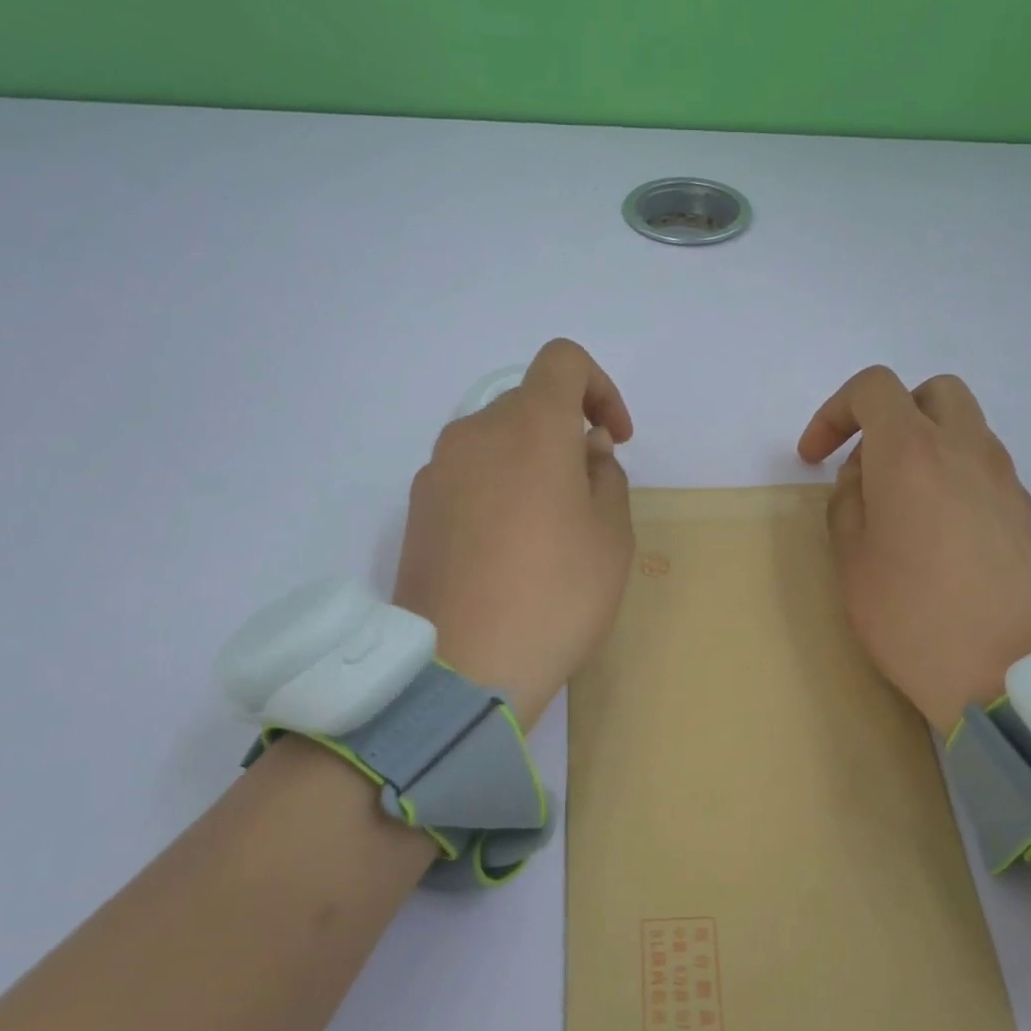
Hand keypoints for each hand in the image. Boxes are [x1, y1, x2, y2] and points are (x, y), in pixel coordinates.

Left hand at [394, 339, 634, 729]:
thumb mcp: (612, 536)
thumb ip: (606, 476)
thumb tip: (584, 450)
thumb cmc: (556, 594)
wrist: (463, 668)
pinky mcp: (416, 512)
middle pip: (527, 404)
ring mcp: (437, 472)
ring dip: (529, 465)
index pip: (563, 361)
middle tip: (588, 494)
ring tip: (548, 530)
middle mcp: (474, 433)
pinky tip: (507, 552)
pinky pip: (468, 478)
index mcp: (530, 426)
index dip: (599, 388)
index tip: (613, 439)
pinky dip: (496, 491)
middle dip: (565, 434)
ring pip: (495, 443)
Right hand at [798, 366, 1030, 733]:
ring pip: (964, 426)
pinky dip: (954, 473)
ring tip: (900, 503)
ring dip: (925, 444)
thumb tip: (864, 480)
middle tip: (866, 465)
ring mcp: (1004, 478)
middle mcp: (965, 449)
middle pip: (932, 392)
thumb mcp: (851, 561)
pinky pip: (984, 466)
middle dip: (891, 414)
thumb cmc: (912, 615)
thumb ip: (847, 503)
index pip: (874, 389)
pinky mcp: (1025, 511)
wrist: (1008, 672)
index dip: (834, 412)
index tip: (814, 458)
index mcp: (911, 452)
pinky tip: (938, 531)